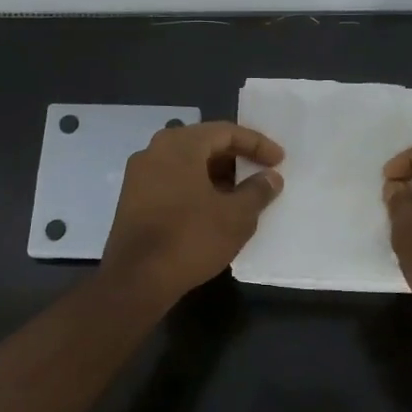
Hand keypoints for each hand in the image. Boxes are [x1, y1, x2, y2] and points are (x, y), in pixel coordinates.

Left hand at [102, 121, 284, 303]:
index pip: (225, 132)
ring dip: (216, 174)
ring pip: (186, 163)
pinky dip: (196, 187)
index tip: (279, 160)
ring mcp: (139, 175)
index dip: (257, 144)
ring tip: (241, 194)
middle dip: (235, 158)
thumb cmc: (191, 238)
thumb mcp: (236, 216)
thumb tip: (270, 177)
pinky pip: (172, 181)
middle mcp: (154, 150)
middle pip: (204, 144)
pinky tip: (213, 209)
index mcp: (180, 144)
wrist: (136, 279)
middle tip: (261, 174)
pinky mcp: (133, 199)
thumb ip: (257, 191)